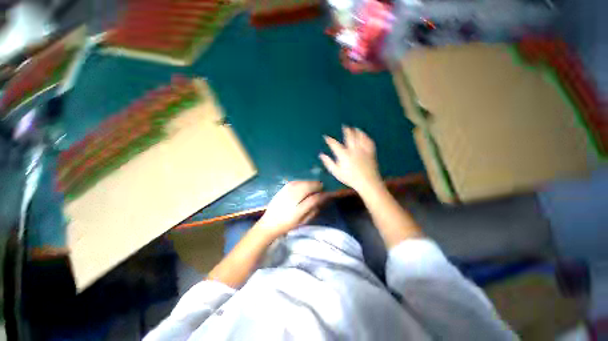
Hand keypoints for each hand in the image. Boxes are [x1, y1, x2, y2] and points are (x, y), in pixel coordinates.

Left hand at [254, 181, 325, 237]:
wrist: (269, 223)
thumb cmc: (287, 224)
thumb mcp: (302, 220)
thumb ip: (313, 209)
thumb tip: (321, 199)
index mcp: (298, 207)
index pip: (315, 197)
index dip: (324, 194)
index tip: (329, 193)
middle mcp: (293, 195)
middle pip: (310, 186)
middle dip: (318, 186)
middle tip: (322, 189)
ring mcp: (287, 189)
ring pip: (304, 182)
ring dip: (311, 183)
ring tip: (314, 187)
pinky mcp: (284, 187)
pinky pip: (297, 181)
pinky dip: (303, 182)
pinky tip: (304, 185)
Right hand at [319, 126, 382, 192]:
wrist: (367, 182)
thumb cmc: (350, 178)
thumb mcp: (336, 172)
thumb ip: (328, 162)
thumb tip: (321, 155)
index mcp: (344, 154)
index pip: (334, 144)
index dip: (329, 140)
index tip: (326, 137)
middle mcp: (353, 150)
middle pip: (349, 137)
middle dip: (346, 131)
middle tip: (344, 126)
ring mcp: (362, 150)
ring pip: (359, 137)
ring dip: (356, 131)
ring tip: (354, 128)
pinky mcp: (370, 152)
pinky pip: (368, 141)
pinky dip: (366, 137)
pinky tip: (364, 135)